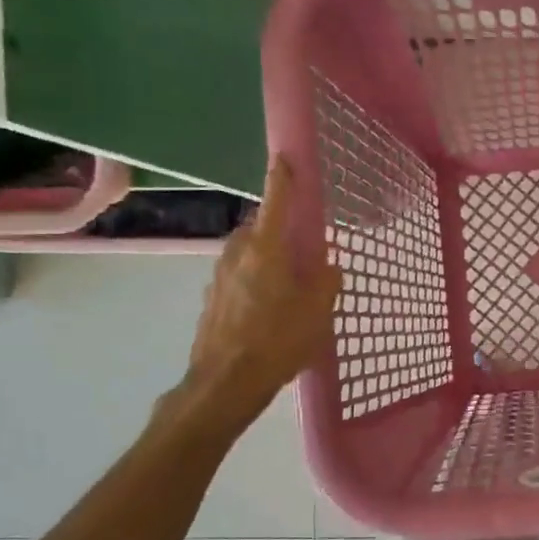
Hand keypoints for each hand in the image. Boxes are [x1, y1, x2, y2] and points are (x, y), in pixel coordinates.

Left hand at [179, 157, 340, 430]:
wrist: (225, 382)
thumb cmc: (277, 341)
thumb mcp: (317, 312)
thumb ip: (327, 282)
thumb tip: (327, 266)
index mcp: (266, 249)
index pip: (277, 201)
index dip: (284, 177)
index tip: (286, 156)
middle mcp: (237, 253)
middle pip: (260, 229)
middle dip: (279, 231)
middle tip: (302, 249)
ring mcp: (219, 276)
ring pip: (248, 255)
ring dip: (266, 260)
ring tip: (288, 286)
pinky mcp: (211, 300)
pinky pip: (238, 279)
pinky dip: (254, 283)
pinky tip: (268, 311)